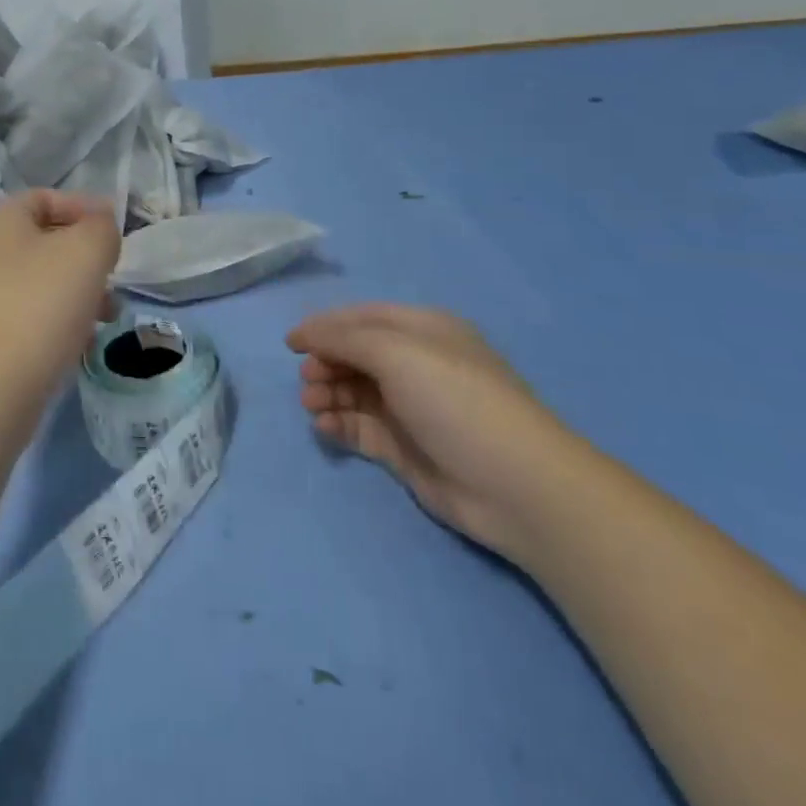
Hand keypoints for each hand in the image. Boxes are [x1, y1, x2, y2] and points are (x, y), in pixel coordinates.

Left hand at [0, 190, 120, 411]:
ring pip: (40, 283)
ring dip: (78, 293)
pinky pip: (29, 318)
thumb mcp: (87, 250)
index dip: (84, 207)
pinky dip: (58, 323)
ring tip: (108, 316)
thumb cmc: (41, 304)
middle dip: (86, 258)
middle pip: (44, 243)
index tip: (116, 232)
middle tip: (114, 278)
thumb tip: (99, 228)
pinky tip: (81, 344)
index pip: (45, 198)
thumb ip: (101, 228)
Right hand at [288, 304, 581, 560]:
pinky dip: (337, 423)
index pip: (362, 318)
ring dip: (327, 394)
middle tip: (308, 380)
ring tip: (312, 405)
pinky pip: (358, 427)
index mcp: (422, 332)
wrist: (514, 486)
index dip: (324, 326)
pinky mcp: (403, 448)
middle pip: (354, 355)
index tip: (290, 343)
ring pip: (352, 391)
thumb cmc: (455, 401)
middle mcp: (415, 365)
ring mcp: (409, 408)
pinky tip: (325, 427)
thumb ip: (344, 338)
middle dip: (325, 363)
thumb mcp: (398, 353)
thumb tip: (304, 334)